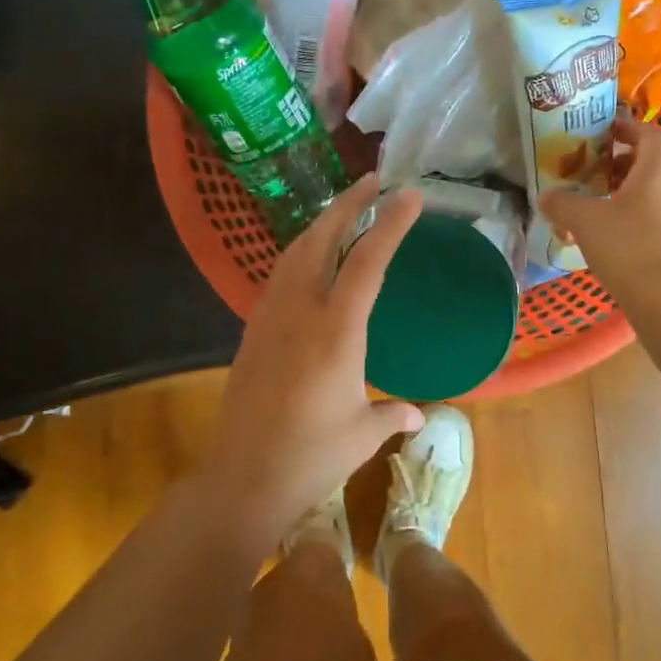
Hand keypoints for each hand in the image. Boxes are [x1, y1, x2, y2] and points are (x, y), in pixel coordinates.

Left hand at [196, 173, 425, 543]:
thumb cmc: (311, 457)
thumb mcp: (362, 434)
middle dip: (348, 204)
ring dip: (320, 224)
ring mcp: (270, 318)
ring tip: (343, 210)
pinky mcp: (252, 332)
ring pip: (294, 252)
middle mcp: (300, 312)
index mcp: (337, 330)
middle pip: (321, 239)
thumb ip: (393, 414)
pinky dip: (301, 253)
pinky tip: (310, 261)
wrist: (242, 479)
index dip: (390, 223)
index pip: (368, 261)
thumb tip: (419, 414)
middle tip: (372, 181)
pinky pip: (279, 276)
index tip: (410, 195)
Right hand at [540, 110, 660, 300]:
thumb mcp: (585, 221)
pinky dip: (639, 216)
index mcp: (657, 170)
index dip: (630, 127)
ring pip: (658, 191)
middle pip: (656, 161)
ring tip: (602, 202)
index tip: (606, 131)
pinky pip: (660, 217)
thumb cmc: (628, 246)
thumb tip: (545, 197)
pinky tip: (615, 234)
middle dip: (628, 161)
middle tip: (599, 168)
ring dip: (633, 190)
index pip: (652, 133)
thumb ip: (562, 204)